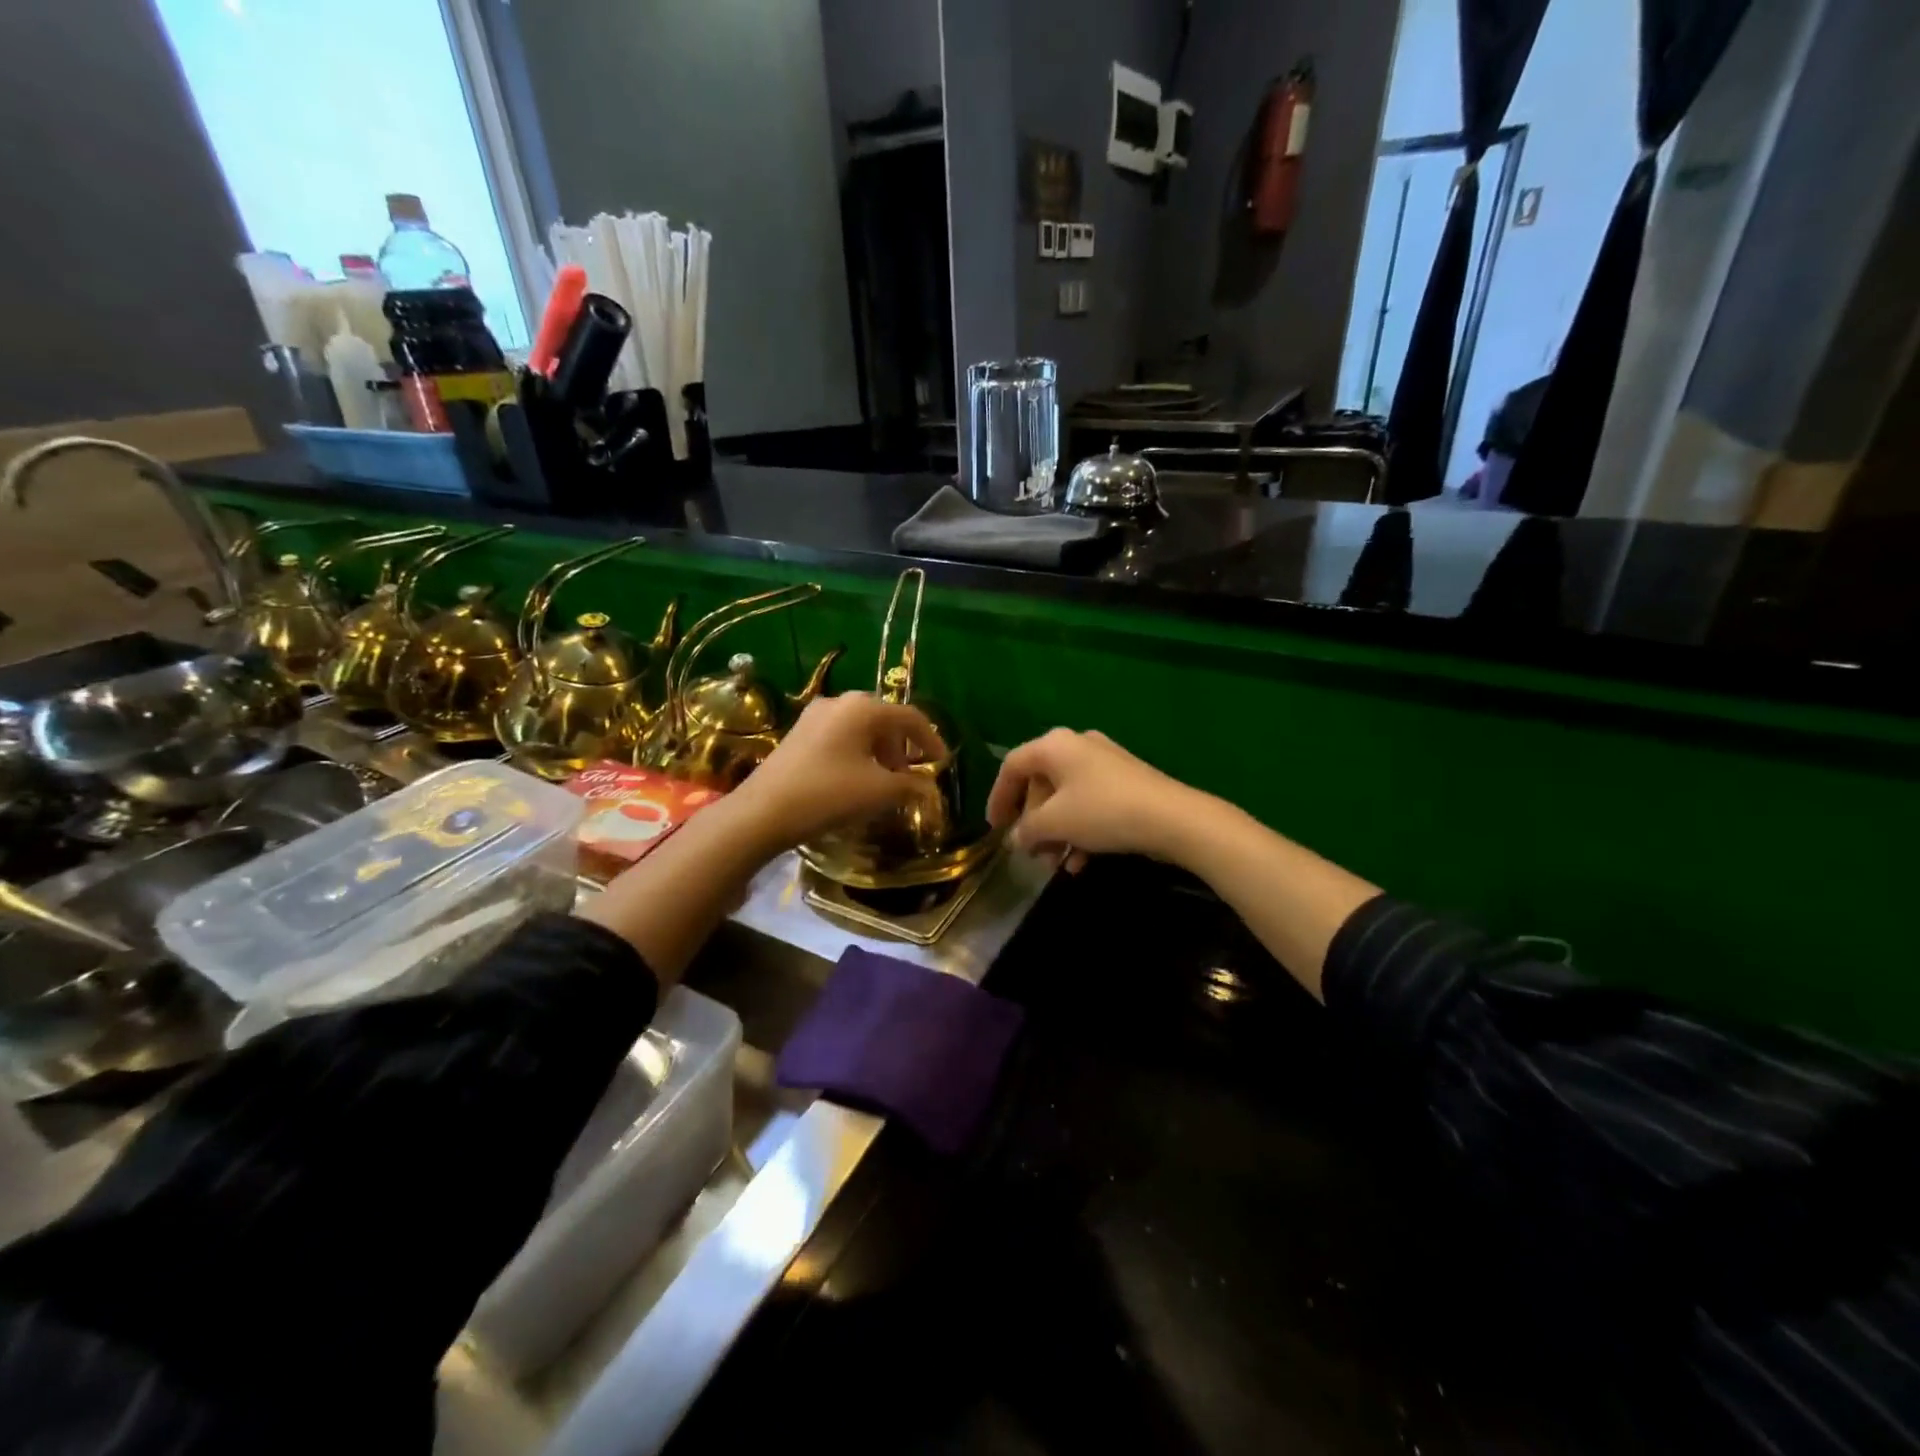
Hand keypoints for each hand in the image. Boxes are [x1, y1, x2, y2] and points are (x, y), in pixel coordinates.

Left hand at [727, 692, 944, 852]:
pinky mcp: (798, 733)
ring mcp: (815, 715)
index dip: (931, 741)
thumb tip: (929, 788)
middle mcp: (840, 702)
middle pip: (884, 720)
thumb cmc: (829, 794)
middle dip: (902, 749)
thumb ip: (912, 786)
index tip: (942, 765)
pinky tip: (855, 780)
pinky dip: (857, 753)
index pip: (910, 717)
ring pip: (861, 728)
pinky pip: (840, 736)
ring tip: (883, 783)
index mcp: (864, 707)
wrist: (763, 812)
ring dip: (879, 752)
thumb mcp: (879, 792)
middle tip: (908, 778)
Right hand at [985, 728, 1199, 872]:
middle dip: (1032, 822)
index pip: (1012, 766)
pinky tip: (1081, 862)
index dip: (998, 798)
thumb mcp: (1055, 823)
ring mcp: (1104, 762)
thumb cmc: (1102, 812)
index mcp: (1054, 746)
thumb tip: (1016, 838)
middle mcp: (1077, 745)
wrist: (1172, 818)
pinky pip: (1089, 803)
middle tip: (1029, 851)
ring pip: (1066, 797)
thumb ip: (1026, 829)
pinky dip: (1080, 830)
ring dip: (1056, 832)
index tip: (995, 828)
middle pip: (1040, 783)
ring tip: (1054, 863)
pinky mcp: (1125, 781)